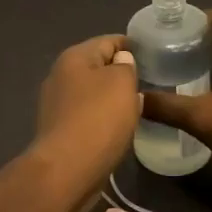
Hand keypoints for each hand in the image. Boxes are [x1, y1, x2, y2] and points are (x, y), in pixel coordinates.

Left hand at [33, 34, 142, 191]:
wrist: (67, 170)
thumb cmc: (98, 119)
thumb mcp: (122, 83)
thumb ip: (126, 66)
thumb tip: (121, 61)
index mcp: (74, 58)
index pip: (108, 41)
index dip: (131, 46)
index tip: (154, 56)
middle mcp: (60, 76)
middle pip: (98, 67)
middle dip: (122, 74)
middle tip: (149, 83)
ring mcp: (57, 105)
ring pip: (93, 93)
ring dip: (113, 98)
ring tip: (139, 106)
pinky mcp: (60, 130)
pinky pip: (88, 116)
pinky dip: (104, 118)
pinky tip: (119, 128)